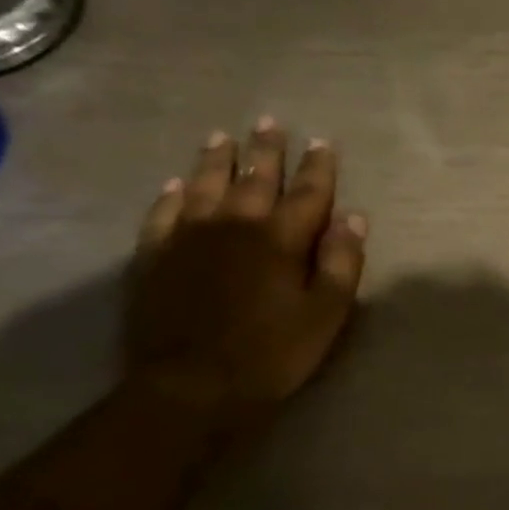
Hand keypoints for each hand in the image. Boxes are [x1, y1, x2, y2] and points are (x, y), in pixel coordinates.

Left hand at [125, 119, 366, 428]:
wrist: (191, 387)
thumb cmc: (273, 353)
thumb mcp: (326, 314)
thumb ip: (341, 263)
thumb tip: (353, 218)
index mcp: (280, 240)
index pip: (307, 194)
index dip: (319, 168)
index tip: (323, 142)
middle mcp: (234, 227)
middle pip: (254, 180)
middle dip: (267, 151)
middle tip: (270, 122)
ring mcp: (188, 239)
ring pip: (205, 187)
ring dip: (216, 161)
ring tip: (222, 136)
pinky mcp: (154, 258)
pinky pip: (162, 215)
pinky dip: (172, 196)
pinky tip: (176, 185)